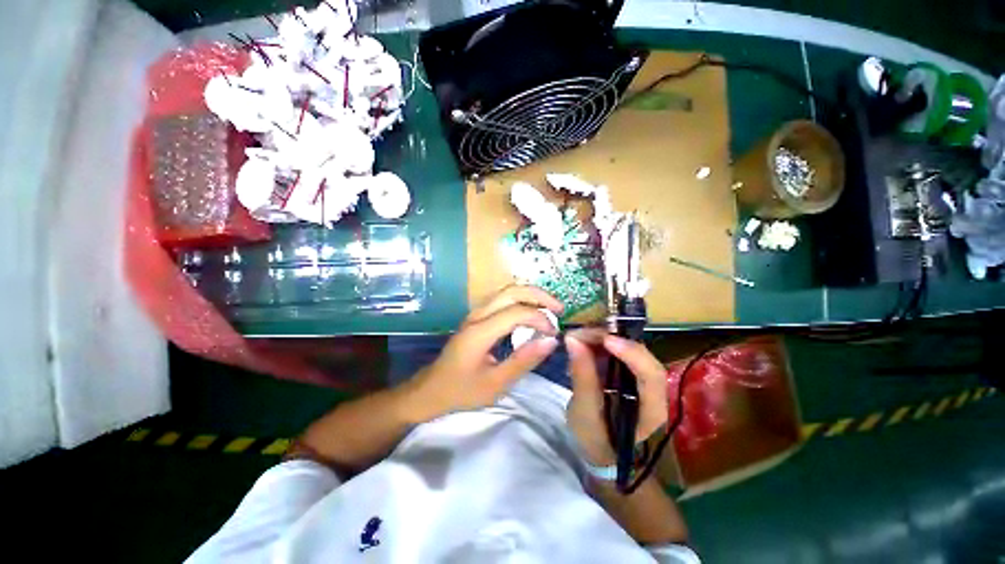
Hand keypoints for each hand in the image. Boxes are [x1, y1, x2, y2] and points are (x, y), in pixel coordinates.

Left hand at [402, 286, 563, 422]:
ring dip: (530, 295)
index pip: (516, 312)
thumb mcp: (496, 384)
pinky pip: (502, 300)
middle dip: (539, 295)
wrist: (431, 389)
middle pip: (512, 290)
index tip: (553, 334)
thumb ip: (524, 361)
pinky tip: (531, 314)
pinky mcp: (476, 317)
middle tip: (559, 309)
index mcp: (480, 331)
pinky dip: (521, 301)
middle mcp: (477, 315)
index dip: (540, 318)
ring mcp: (475, 313)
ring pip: (506, 291)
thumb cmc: (462, 390)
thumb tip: (551, 341)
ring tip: (549, 309)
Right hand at [565, 334, 668, 465]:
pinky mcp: (628, 371)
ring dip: (604, 338)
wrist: (599, 447)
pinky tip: (584, 342)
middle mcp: (653, 389)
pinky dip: (600, 343)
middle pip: (641, 355)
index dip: (632, 353)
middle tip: (582, 332)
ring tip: (578, 335)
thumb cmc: (595, 438)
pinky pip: (619, 350)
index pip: (651, 376)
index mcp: (651, 409)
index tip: (605, 339)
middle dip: (612, 339)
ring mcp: (640, 377)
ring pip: (629, 348)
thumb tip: (573, 339)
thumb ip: (582, 377)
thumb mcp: (584, 413)